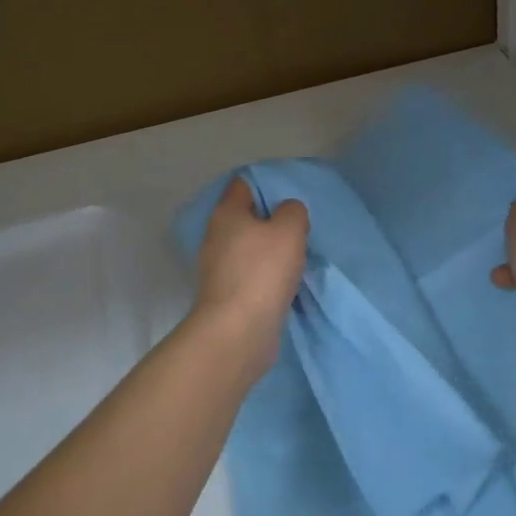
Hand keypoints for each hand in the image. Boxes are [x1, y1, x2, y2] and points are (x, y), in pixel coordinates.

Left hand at [191, 175, 308, 369]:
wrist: (238, 331)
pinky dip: (266, 275)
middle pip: (246, 218)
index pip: (244, 185)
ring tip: (297, 256)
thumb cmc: (262, 271)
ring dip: (269, 251)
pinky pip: (250, 274)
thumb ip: (293, 211)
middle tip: (299, 228)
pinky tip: (285, 282)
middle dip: (271, 221)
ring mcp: (218, 268)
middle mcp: (216, 236)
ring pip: (249, 248)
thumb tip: (287, 213)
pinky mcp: (226, 294)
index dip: (267, 185)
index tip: (292, 196)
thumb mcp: (289, 230)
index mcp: (226, 213)